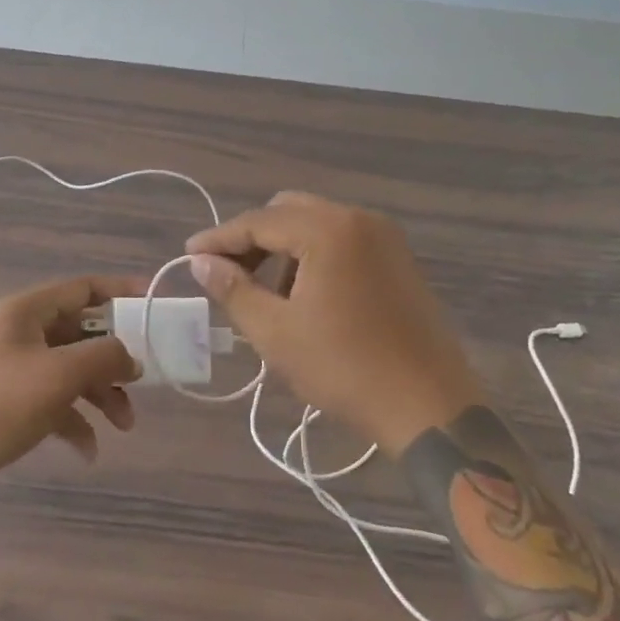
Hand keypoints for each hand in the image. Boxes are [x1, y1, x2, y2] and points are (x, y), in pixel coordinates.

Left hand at [0, 275, 143, 509]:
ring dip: (101, 394)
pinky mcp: (12, 402)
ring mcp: (16, 368)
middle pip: (83, 333)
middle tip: (142, 382)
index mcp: (27, 312)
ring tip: (124, 425)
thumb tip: (131, 357)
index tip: (154, 304)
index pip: (84, 288)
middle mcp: (22, 333)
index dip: (121, 291)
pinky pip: (56, 403)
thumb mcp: (59, 375)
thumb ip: (104, 357)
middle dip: (115, 359)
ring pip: (73, 371)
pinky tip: (89, 450)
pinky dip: (76, 422)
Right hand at [186, 192, 482, 453]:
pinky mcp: (399, 259)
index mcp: (329, 230)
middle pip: (288, 212)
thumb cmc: (345, 369)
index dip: (219, 239)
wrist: (430, 408)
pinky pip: (342, 240)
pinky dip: (314, 255)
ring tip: (266, 294)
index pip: (259, 221)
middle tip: (227, 274)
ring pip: (316, 224)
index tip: (189, 256)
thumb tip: (200, 262)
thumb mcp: (276, 332)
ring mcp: (385, 237)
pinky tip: (304, 295)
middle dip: (252, 239)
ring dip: (283, 248)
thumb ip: (233, 289)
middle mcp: (359, 219)